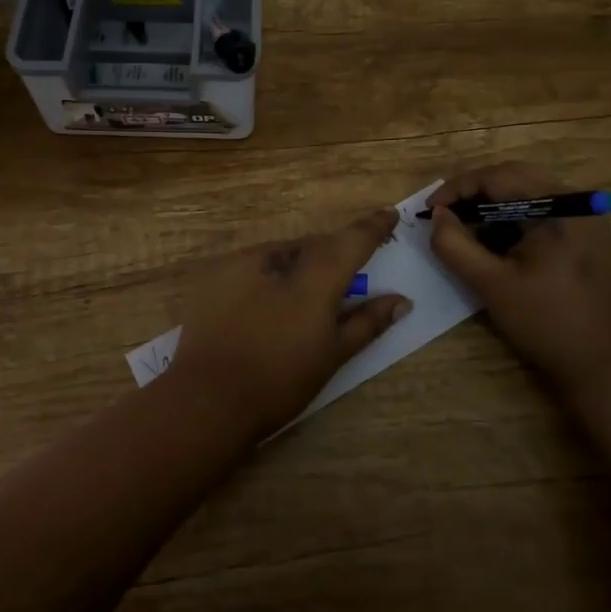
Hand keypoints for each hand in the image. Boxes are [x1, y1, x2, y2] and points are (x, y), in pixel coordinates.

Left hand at [167, 208, 413, 438]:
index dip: (373, 226)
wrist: (208, 397)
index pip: (352, 239)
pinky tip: (261, 305)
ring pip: (281, 253)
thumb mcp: (333, 354)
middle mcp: (278, 254)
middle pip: (314, 246)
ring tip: (297, 300)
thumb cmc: (281, 379)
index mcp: (314, 273)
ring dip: (296, 266)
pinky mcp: (213, 273)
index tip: (389, 214)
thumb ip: (368, 321)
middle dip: (331, 256)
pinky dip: (265, 276)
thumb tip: (401, 300)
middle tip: (342, 279)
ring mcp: (240, 260)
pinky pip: (251, 265)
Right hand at [427, 162, 610, 391]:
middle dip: (473, 191)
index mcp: (560, 208)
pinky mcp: (582, 233)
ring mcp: (583, 217)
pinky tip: (490, 238)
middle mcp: (576, 202)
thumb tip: (437, 215)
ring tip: (460, 225)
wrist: (601, 366)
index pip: (499, 176)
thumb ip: (455, 245)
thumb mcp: (490, 284)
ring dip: (489, 202)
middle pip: (513, 176)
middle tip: (442, 213)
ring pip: (524, 190)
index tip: (429, 209)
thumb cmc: (546, 323)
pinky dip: (509, 216)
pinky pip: (538, 208)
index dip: (458, 187)